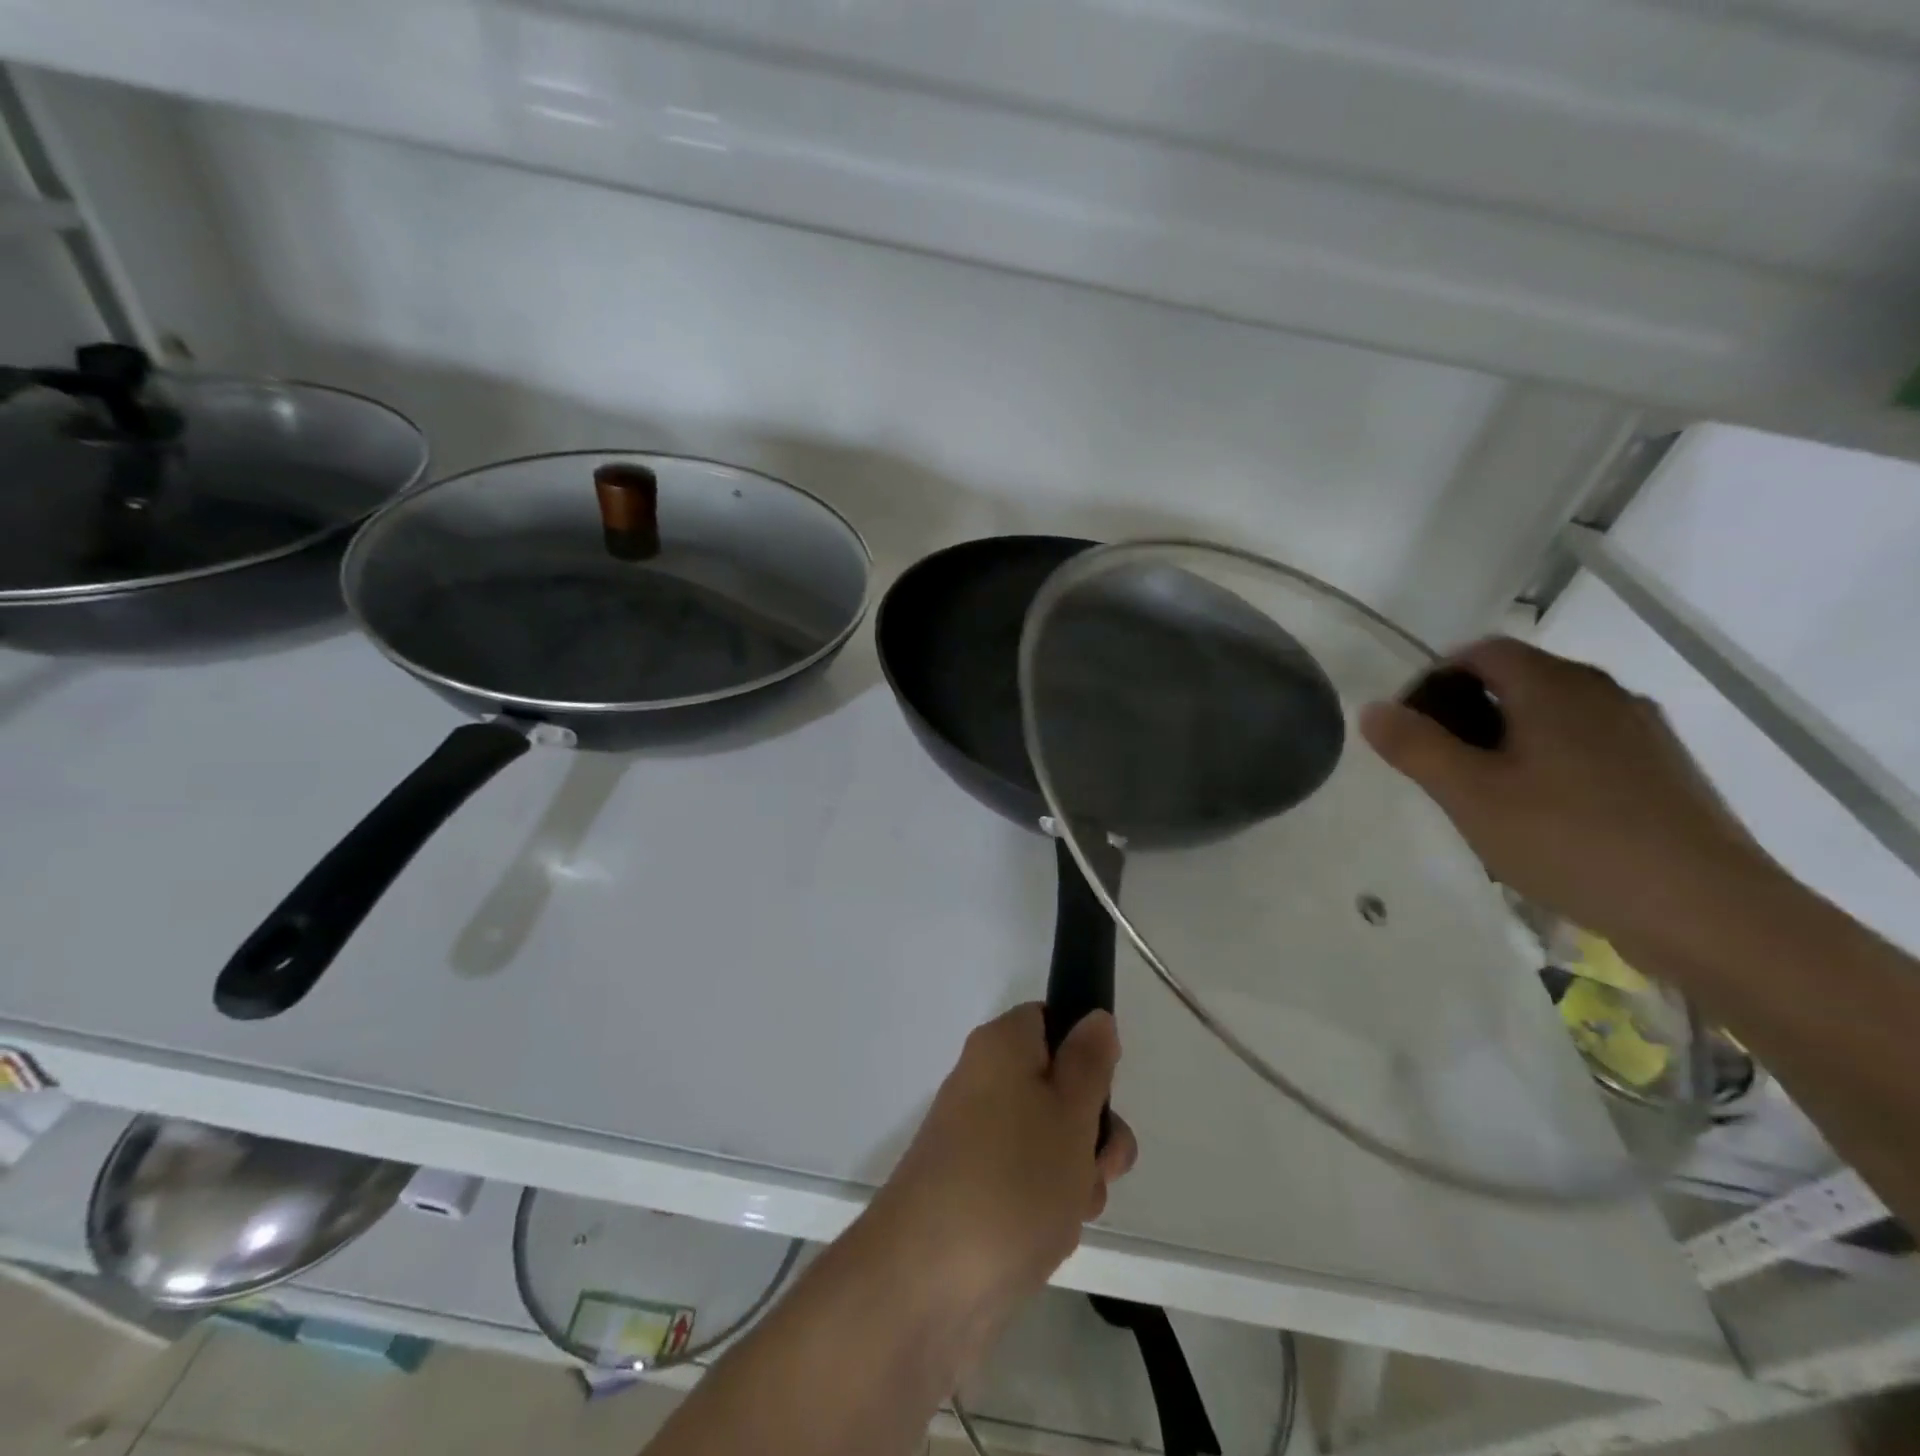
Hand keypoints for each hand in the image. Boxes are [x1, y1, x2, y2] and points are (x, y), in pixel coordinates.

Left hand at [866, 1005, 1136, 1338]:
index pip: (1049, 1020)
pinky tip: (1049, 1238)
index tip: (1103, 1089)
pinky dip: (1049, 1206)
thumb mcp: (1071, 1112)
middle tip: (1097, 1161)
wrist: (927, 1284)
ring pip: (1051, 1143)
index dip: (1084, 1050)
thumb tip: (1093, 1017)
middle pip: (1057, 1088)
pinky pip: (1029, 1183)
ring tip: (1068, 1209)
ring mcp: (978, 1141)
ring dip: (1076, 1175)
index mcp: (1000, 1048)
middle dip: (1091, 1129)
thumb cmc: (1012, 1179)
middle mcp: (984, 1084)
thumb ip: (1090, 1062)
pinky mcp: (976, 1192)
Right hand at [1360, 637, 1778, 962]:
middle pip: (1518, 679)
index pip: (1480, 652)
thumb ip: (1414, 746)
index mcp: (1553, 686)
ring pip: (1554, 715)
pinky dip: (1550, 761)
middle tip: (1438, 763)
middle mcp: (1602, 693)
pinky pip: (1588, 746)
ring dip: (1508, 738)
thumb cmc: (1569, 839)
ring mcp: (1642, 731)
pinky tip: (1543, 814)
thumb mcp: (1468, 795)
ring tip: (1484, 792)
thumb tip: (1373, 708)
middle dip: (1467, 711)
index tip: (1409, 724)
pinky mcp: (1665, 770)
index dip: (1434, 677)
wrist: (1708, 910)